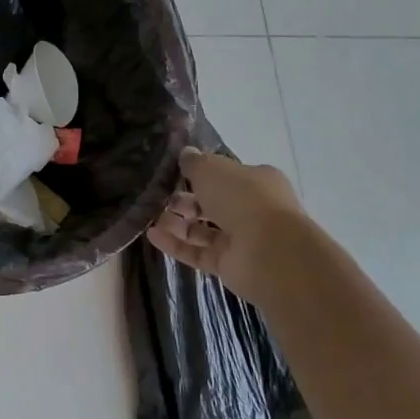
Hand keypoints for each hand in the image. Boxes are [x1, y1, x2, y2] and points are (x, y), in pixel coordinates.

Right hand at [147, 149, 307, 293]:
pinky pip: (197, 252)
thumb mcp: (212, 169)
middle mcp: (251, 210)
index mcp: (256, 182)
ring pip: (202, 230)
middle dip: (183, 200)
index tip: (173, 172)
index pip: (225, 176)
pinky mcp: (228, 264)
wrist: (270, 253)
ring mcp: (240, 240)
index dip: (200, 174)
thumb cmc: (243, 199)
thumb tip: (185, 154)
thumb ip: (195, 162)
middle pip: (211, 203)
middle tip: (157, 196)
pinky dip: (175, 244)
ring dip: (176, 222)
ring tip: (149, 215)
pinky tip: (151, 235)